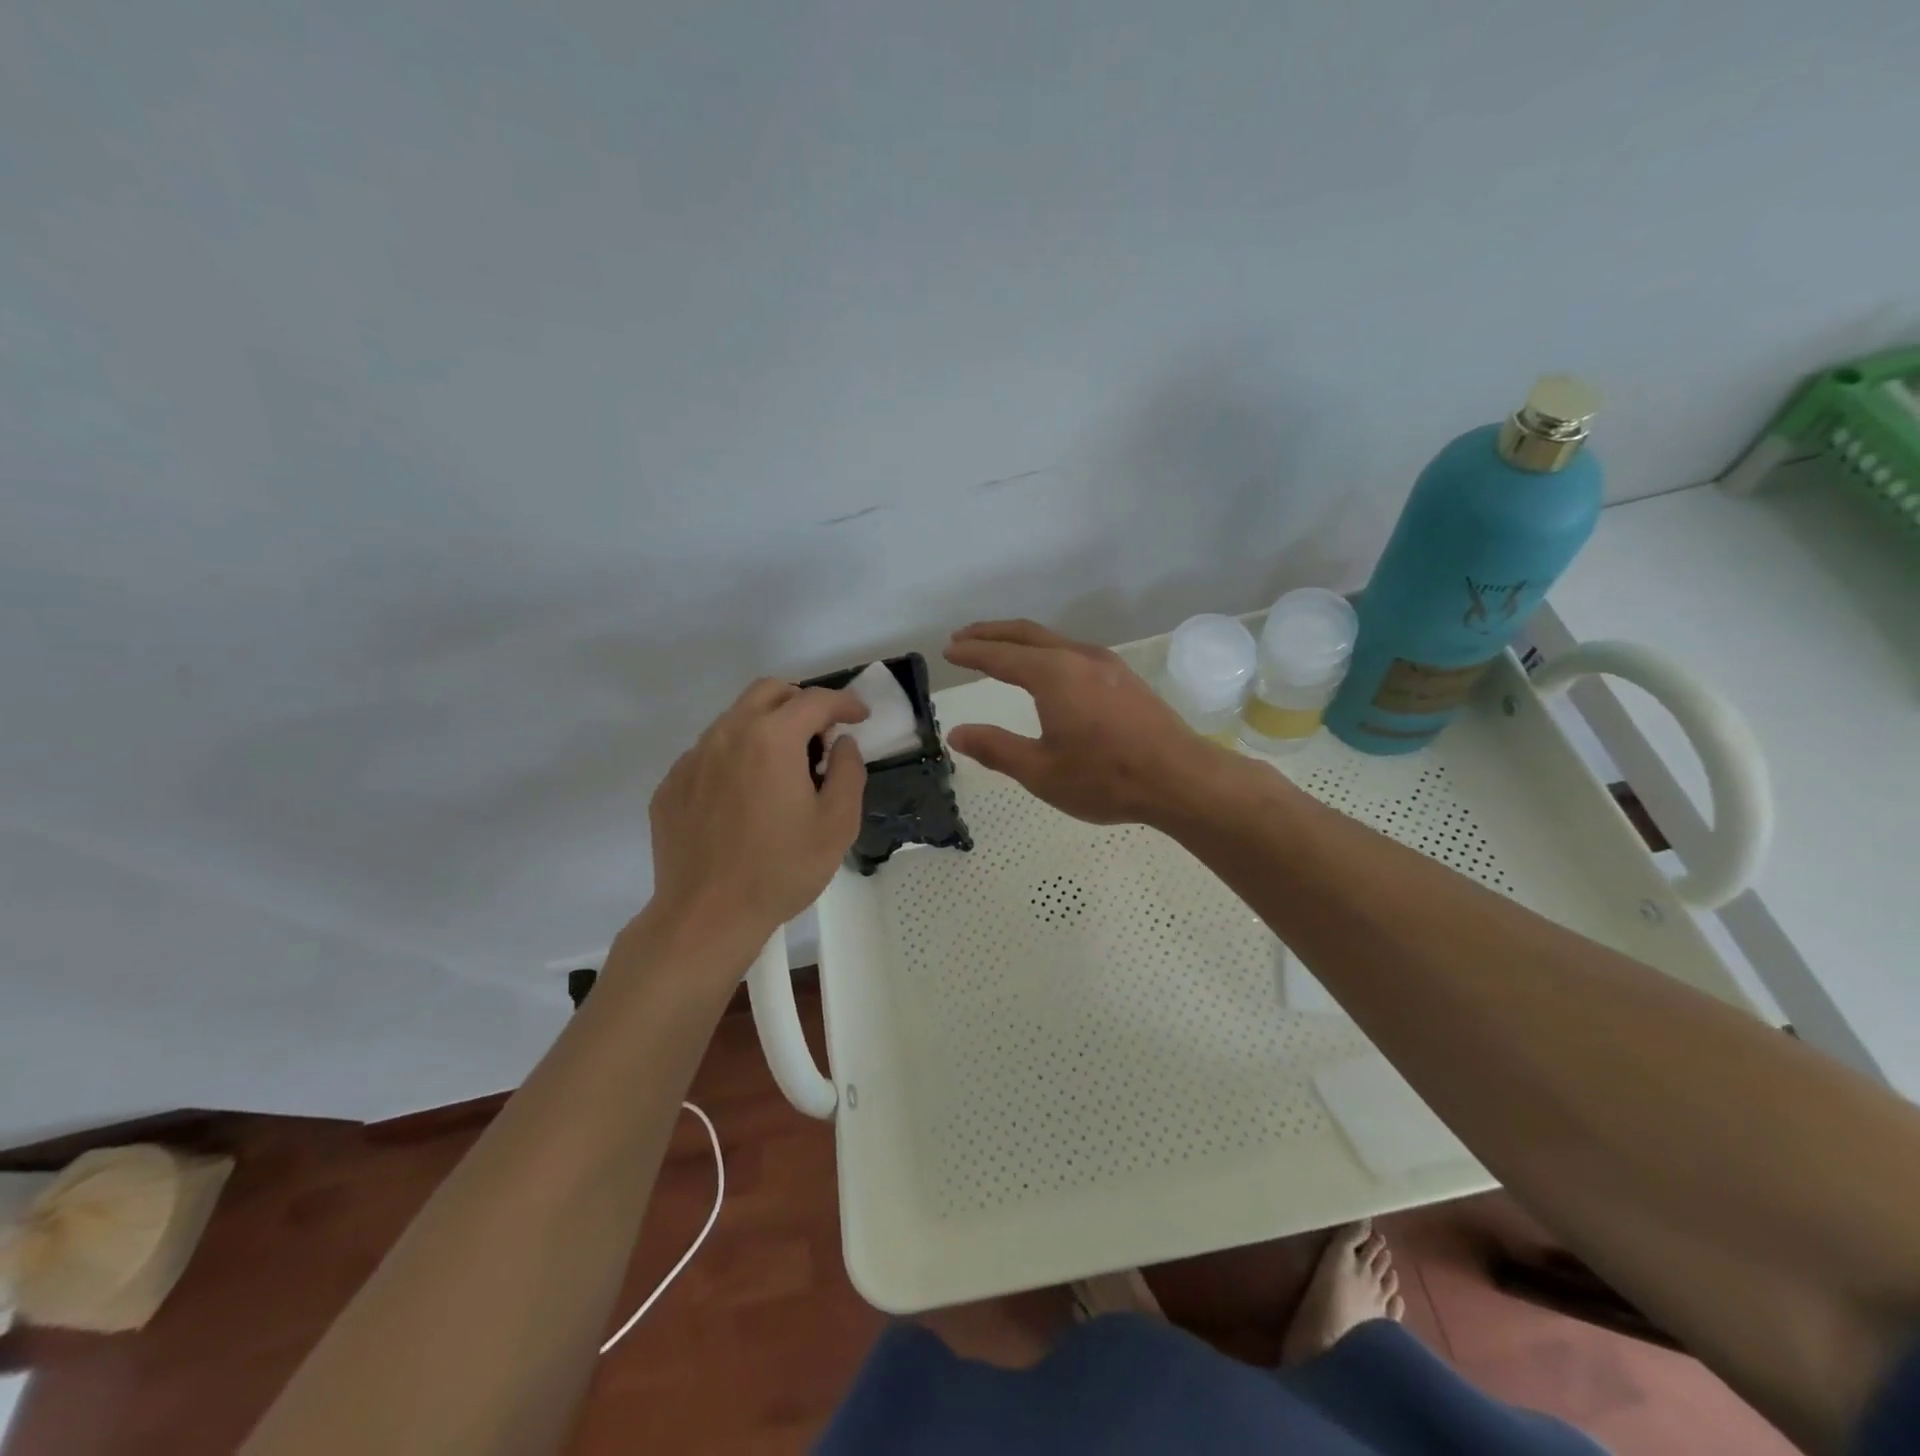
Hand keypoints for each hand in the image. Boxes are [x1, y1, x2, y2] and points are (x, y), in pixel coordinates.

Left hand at [647, 679, 867, 951]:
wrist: (706, 916)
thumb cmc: (781, 870)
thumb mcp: (837, 824)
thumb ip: (849, 772)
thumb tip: (842, 744)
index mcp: (772, 739)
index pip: (815, 700)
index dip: (845, 702)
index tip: (861, 717)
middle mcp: (727, 734)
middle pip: (769, 692)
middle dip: (802, 701)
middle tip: (821, 734)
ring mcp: (692, 758)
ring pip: (735, 719)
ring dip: (767, 727)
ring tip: (784, 768)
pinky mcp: (672, 784)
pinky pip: (710, 752)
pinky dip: (736, 756)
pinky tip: (746, 796)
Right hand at [943, 619, 1224, 826]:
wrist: (1180, 778)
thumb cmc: (1105, 778)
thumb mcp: (1041, 771)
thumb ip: (996, 748)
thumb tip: (957, 733)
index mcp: (1053, 675)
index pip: (1000, 656)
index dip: (971, 653)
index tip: (948, 650)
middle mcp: (1078, 657)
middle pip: (1026, 634)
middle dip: (991, 633)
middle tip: (963, 637)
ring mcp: (1106, 664)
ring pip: (1052, 639)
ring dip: (1020, 640)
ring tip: (998, 648)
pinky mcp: (1123, 677)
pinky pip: (1072, 650)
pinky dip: (1045, 650)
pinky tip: (1046, 668)